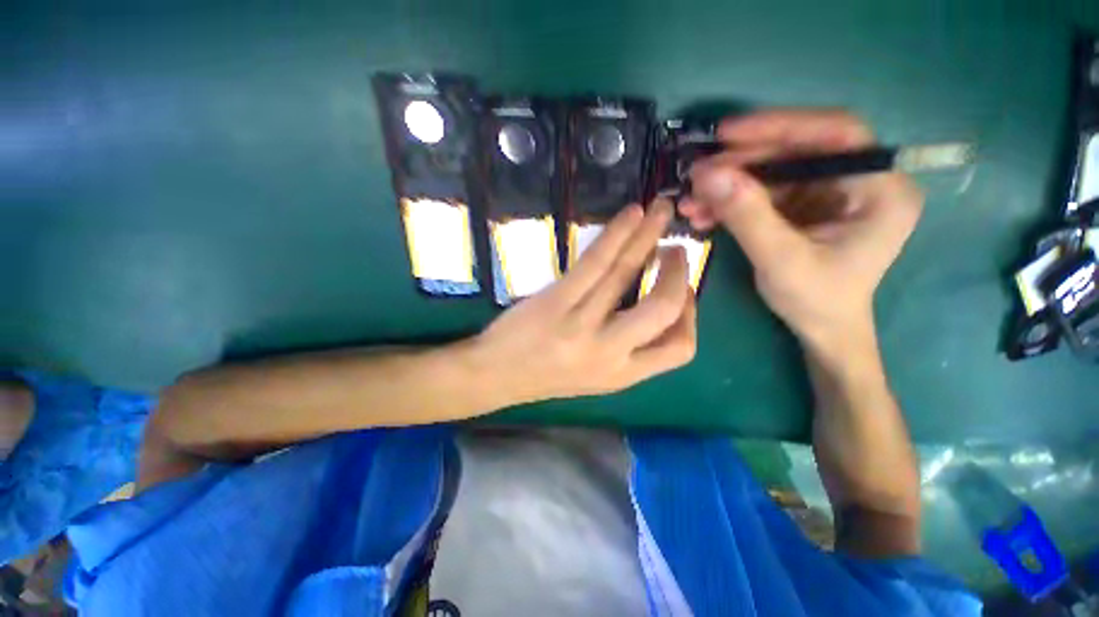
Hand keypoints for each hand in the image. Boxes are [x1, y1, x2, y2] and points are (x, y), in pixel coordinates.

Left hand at [473, 199, 695, 404]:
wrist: (496, 376)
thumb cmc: (546, 375)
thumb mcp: (596, 376)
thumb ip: (629, 350)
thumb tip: (655, 308)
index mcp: (622, 375)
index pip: (679, 348)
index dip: (691, 315)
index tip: (684, 290)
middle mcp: (608, 353)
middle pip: (665, 309)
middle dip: (679, 273)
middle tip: (675, 249)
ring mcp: (581, 325)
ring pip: (627, 272)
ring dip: (649, 236)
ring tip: (660, 212)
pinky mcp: (557, 301)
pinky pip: (595, 263)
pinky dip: (617, 234)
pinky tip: (631, 215)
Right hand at [679, 109, 922, 353]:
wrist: (821, 329)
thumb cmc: (816, 301)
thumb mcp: (780, 260)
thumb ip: (747, 215)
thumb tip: (707, 175)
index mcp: (880, 189)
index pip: (834, 134)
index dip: (780, 125)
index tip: (727, 134)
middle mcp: (859, 181)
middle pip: (796, 151)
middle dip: (741, 163)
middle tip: (697, 175)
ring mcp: (829, 192)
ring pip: (772, 173)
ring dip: (727, 186)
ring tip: (690, 202)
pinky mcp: (804, 205)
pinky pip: (762, 193)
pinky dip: (729, 202)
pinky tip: (702, 213)